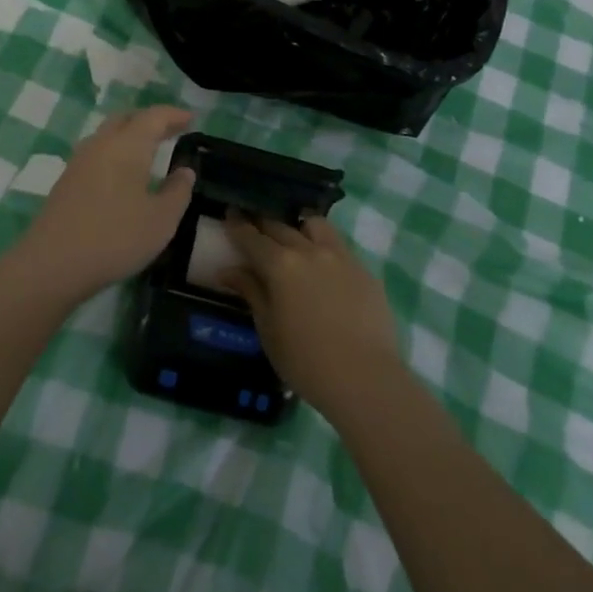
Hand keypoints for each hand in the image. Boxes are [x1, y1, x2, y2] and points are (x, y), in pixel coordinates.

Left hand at [15, 108, 197, 304]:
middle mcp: (101, 144)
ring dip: (129, 136)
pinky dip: (115, 153)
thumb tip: (185, 170)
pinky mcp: (66, 181)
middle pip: (126, 119)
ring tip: (148, 151)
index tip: (191, 118)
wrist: (52, 264)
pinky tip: (122, 174)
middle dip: (149, 121)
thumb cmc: (116, 237)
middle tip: (170, 131)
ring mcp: (78, 162)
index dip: (173, 115)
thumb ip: (178, 191)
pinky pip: (96, 154)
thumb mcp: (161, 220)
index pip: (153, 117)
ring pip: (107, 135)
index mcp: (127, 145)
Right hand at [218, 214, 400, 418]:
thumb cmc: (305, 361)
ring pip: (316, 226)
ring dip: (299, 228)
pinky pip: (339, 246)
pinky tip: (324, 267)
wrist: (365, 378)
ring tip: (295, 241)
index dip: (238, 225)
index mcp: (280, 265)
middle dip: (264, 226)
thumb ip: (250, 292)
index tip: (231, 213)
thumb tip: (227, 271)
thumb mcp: (268, 329)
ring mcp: (341, 257)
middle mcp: (310, 250)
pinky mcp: (364, 270)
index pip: (253, 237)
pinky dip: (325, 247)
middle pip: (281, 227)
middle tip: (255, 229)